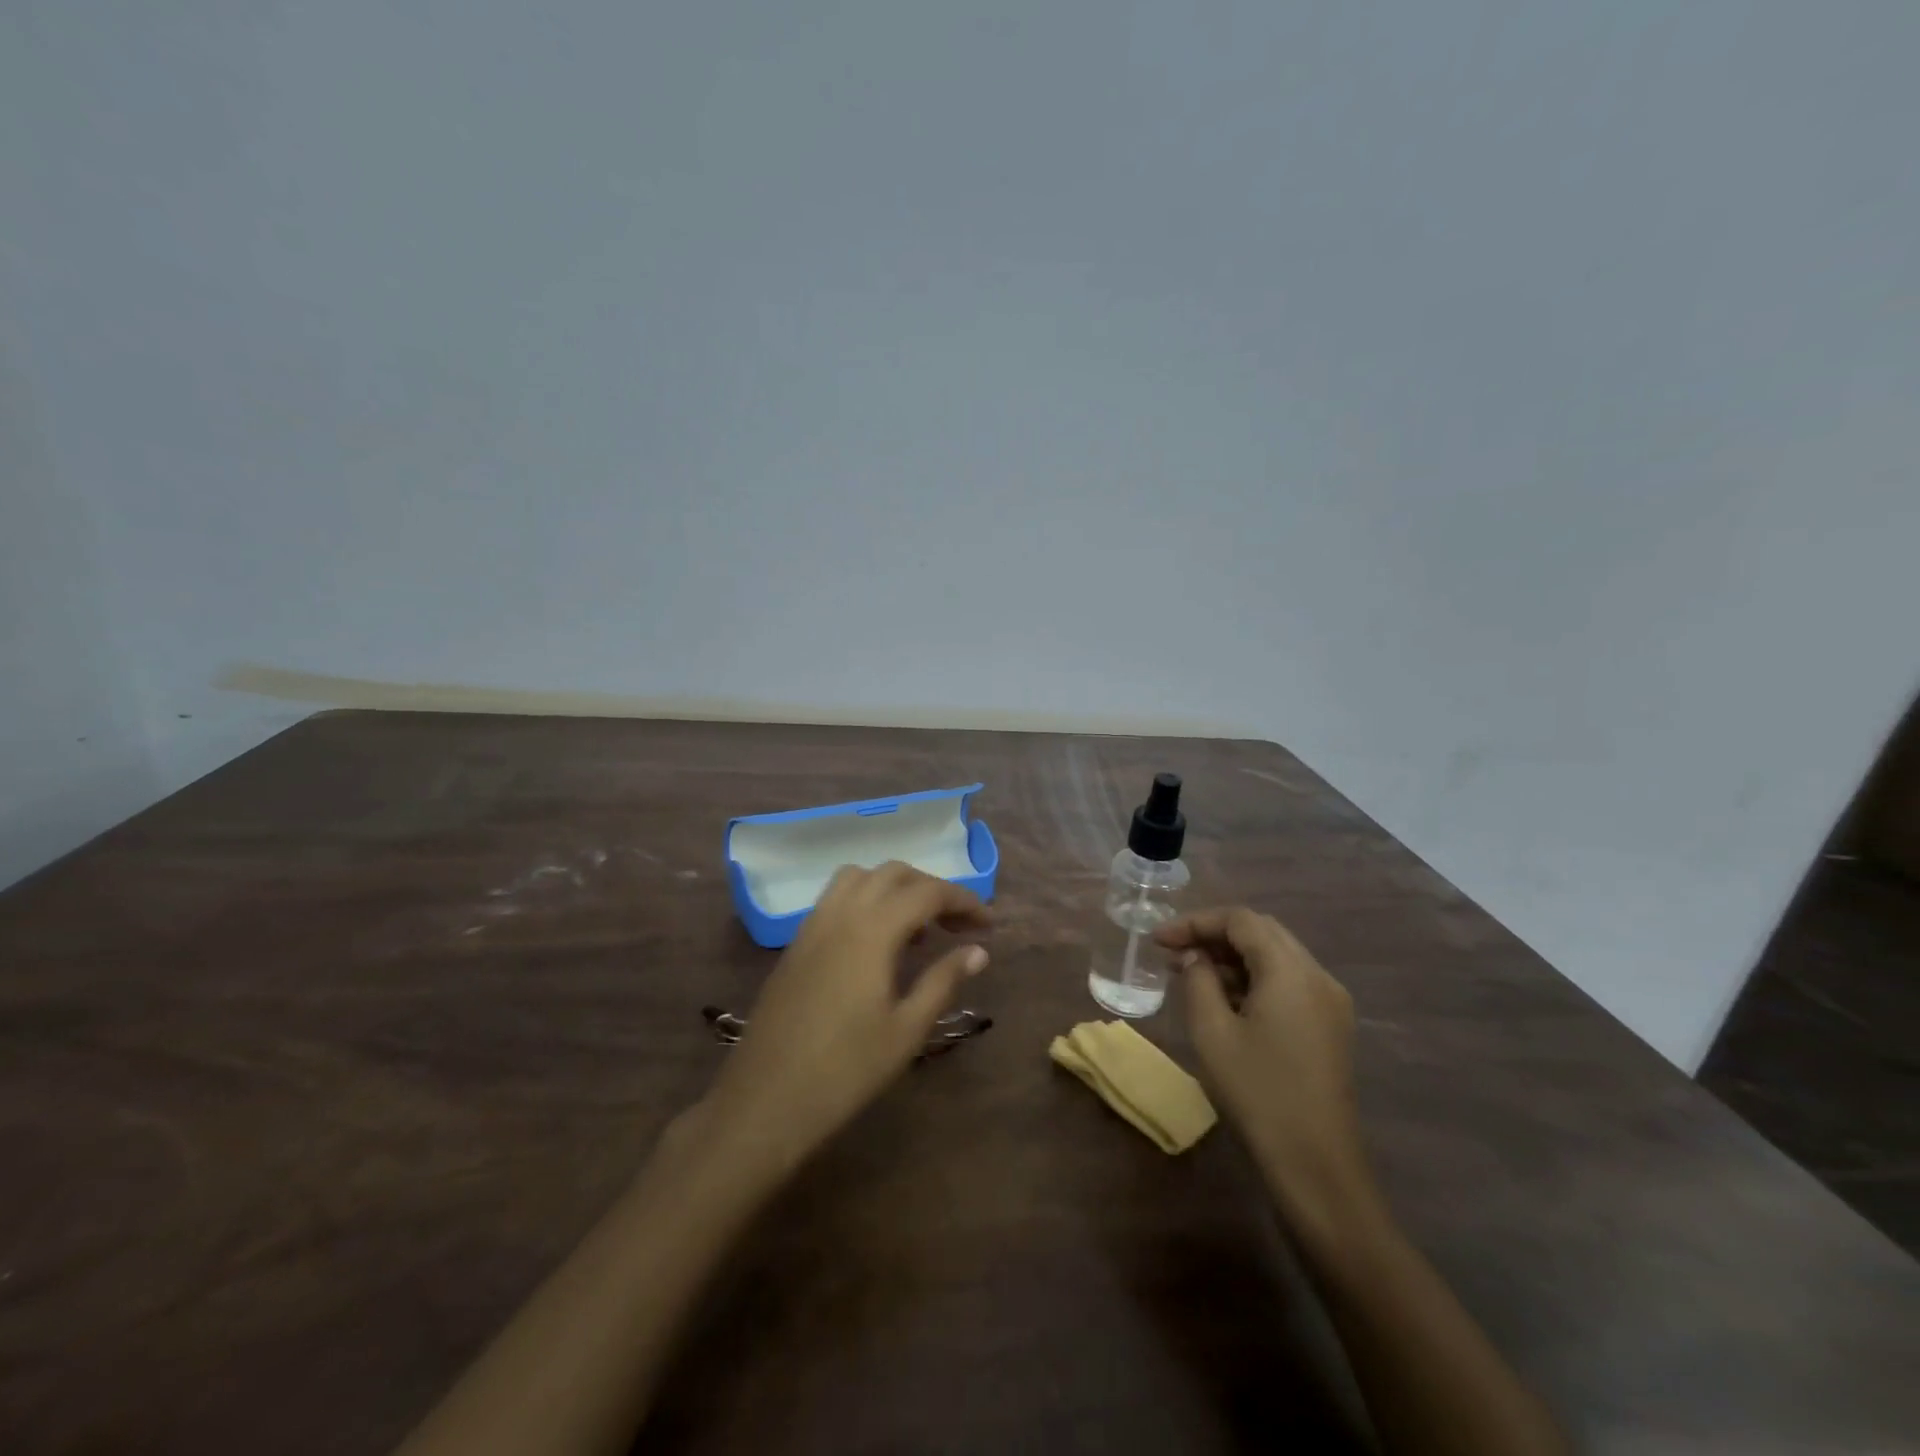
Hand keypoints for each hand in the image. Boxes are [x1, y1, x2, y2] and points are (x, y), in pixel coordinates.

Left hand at [703, 862, 990, 1175]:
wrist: (765, 1101)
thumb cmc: (845, 1071)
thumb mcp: (906, 1030)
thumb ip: (943, 980)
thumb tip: (977, 950)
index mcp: (872, 930)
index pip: (928, 892)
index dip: (964, 901)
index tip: (988, 925)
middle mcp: (841, 914)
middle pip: (894, 874)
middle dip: (932, 889)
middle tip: (958, 926)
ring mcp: (813, 925)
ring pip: (859, 878)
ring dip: (895, 889)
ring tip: (917, 930)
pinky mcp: (796, 944)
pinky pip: (836, 899)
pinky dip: (866, 901)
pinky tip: (877, 944)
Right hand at [1155, 907, 1376, 1236]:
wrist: (1316, 1165)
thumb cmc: (1257, 1093)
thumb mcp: (1212, 1032)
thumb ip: (1198, 980)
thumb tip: (1193, 957)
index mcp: (1291, 971)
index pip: (1240, 920)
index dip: (1195, 922)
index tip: (1159, 940)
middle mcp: (1318, 976)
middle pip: (1261, 932)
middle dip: (1213, 935)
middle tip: (1172, 953)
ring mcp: (1330, 1002)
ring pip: (1276, 956)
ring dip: (1233, 957)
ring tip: (1190, 974)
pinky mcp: (1331, 1026)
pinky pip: (1288, 982)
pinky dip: (1254, 979)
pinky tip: (1224, 1000)